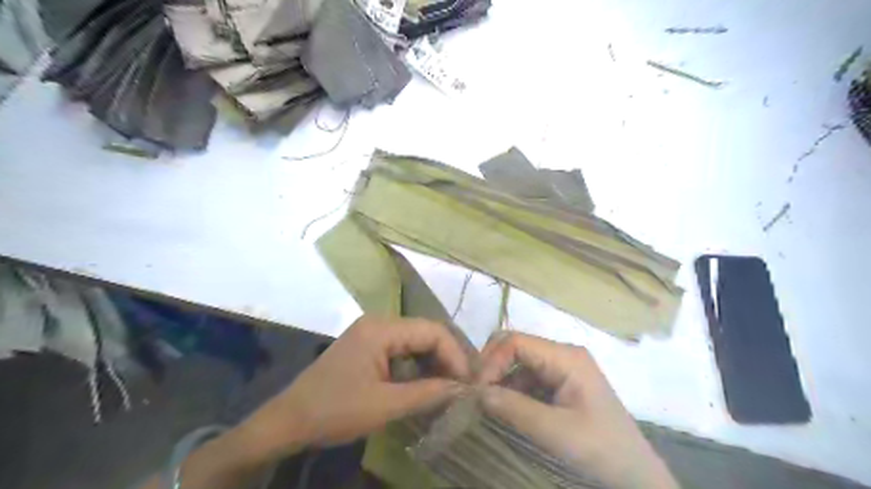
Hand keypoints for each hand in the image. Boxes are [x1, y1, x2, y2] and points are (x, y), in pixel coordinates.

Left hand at [237, 317, 468, 457]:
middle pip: (425, 333)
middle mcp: (379, 323)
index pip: (432, 331)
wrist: (289, 420)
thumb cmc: (334, 410)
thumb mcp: (384, 405)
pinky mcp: (369, 347)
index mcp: (381, 328)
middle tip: (463, 385)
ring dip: (434, 363)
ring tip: (450, 386)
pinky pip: (403, 351)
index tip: (468, 382)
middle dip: (447, 358)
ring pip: (416, 342)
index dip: (455, 354)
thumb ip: (427, 393)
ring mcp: (372, 334)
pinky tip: (427, 384)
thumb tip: (462, 388)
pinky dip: (418, 366)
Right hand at [479, 333, 675, 488]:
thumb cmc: (601, 450)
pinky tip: (503, 411)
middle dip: (491, 367)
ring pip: (517, 364)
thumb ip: (515, 409)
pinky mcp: (559, 385)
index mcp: (566, 356)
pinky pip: (526, 380)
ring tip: (485, 407)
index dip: (491, 361)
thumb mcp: (557, 432)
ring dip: (499, 382)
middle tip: (475, 395)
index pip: (516, 342)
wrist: (635, 476)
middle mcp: (562, 355)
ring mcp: (561, 369)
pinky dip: (510, 392)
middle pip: (515, 347)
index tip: (475, 390)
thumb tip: (475, 392)